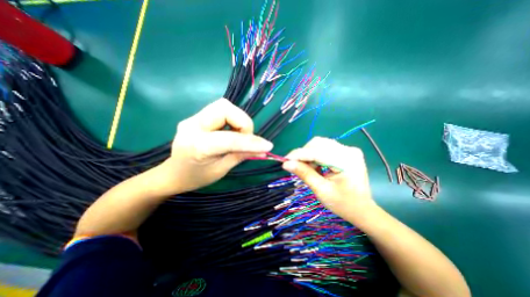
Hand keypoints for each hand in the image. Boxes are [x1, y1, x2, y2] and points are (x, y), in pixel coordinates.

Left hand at [155, 99, 273, 193]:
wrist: (172, 174)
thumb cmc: (196, 177)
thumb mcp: (221, 170)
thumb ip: (241, 155)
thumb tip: (262, 149)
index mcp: (197, 145)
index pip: (229, 138)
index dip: (251, 141)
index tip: (267, 146)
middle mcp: (192, 126)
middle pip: (224, 108)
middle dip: (242, 121)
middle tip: (246, 138)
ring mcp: (192, 119)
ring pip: (223, 106)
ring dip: (238, 119)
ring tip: (239, 136)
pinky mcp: (196, 117)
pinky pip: (220, 111)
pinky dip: (232, 120)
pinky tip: (231, 132)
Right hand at [281, 137, 375, 220]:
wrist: (363, 209)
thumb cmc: (343, 204)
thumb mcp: (321, 190)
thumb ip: (304, 174)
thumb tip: (286, 164)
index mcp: (346, 161)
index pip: (316, 152)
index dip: (298, 154)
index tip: (285, 160)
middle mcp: (348, 150)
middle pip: (318, 143)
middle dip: (303, 153)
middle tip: (295, 165)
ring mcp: (349, 150)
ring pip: (320, 144)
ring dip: (309, 153)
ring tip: (305, 167)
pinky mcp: (346, 152)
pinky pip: (325, 148)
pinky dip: (315, 154)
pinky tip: (314, 165)